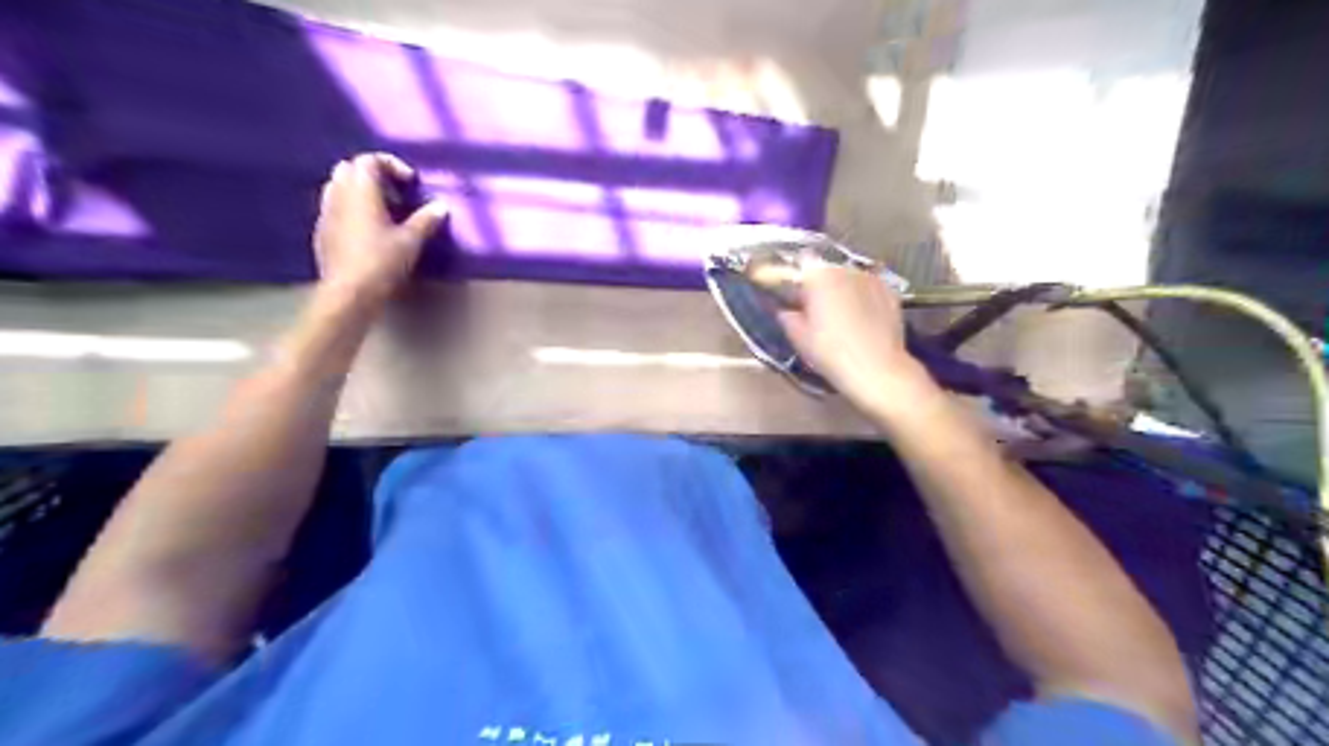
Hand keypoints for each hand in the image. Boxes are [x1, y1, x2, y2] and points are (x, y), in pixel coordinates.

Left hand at [315, 151, 448, 305]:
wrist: (349, 292)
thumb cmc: (382, 262)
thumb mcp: (411, 241)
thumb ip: (426, 220)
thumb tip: (441, 206)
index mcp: (360, 191)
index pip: (369, 160)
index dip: (392, 165)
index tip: (411, 183)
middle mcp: (338, 195)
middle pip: (349, 169)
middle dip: (373, 175)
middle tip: (396, 194)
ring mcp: (326, 214)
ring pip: (339, 188)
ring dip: (361, 193)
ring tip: (384, 212)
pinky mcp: (322, 233)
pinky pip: (335, 209)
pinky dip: (352, 210)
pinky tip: (369, 232)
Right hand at [781, 262, 933, 419]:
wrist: (877, 370)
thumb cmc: (831, 352)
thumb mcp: (799, 338)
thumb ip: (788, 317)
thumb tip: (786, 310)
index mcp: (819, 276)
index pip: (801, 262)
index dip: (795, 277)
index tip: (792, 295)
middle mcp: (846, 269)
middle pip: (827, 270)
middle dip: (820, 285)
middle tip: (815, 310)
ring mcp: (872, 279)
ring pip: (850, 279)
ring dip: (842, 290)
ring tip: (841, 316)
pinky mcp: (891, 293)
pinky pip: (869, 289)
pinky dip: (863, 298)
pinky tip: (861, 319)